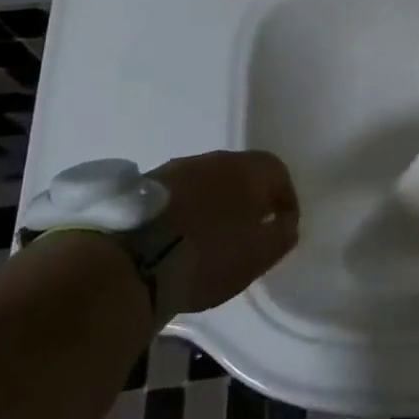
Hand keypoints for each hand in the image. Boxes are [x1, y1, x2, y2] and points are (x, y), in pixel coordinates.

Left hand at [152, 151, 300, 312]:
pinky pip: (179, 195)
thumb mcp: (257, 255)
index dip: (285, 199)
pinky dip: (186, 213)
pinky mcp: (146, 186)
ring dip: (214, 205)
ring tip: (210, 240)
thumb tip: (287, 224)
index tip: (283, 227)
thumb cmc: (209, 254)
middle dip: (248, 201)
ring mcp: (177, 169)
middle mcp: (215, 159)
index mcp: (248, 169)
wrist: (132, 259)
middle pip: (241, 174)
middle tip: (247, 233)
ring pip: (208, 183)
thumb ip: (281, 236)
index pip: (278, 172)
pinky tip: (179, 240)